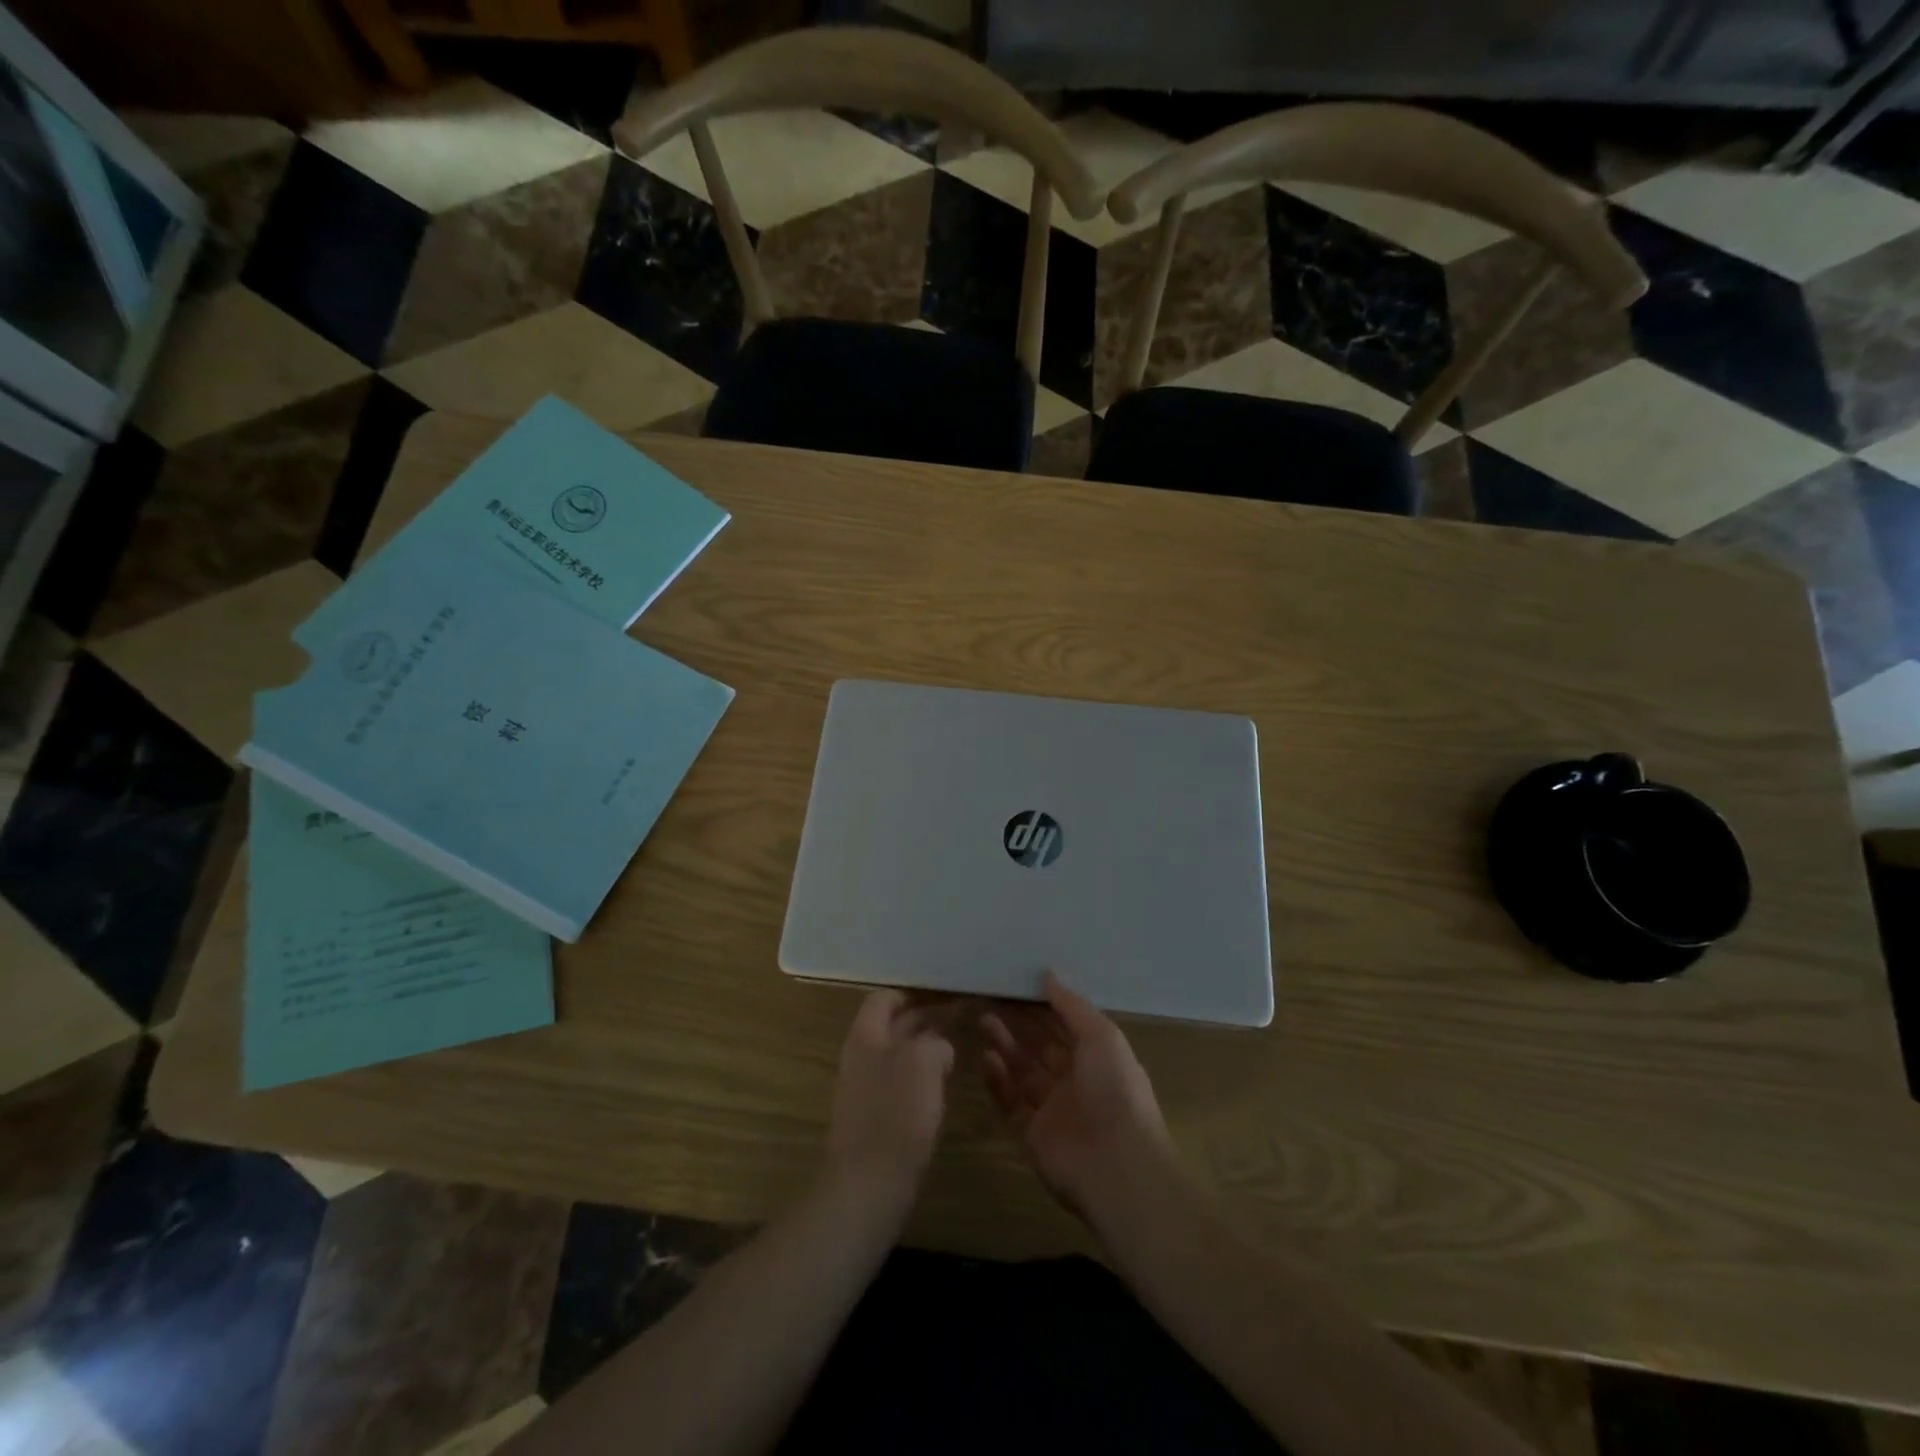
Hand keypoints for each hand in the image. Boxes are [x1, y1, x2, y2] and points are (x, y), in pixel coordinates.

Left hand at [824, 990, 954, 1213]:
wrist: (868, 1185)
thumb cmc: (896, 1114)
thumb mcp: (924, 1062)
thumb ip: (934, 1042)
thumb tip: (939, 1046)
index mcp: (866, 1036)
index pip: (884, 997)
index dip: (912, 992)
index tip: (943, 994)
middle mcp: (860, 1056)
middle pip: (891, 1025)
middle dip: (923, 1019)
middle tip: (959, 1016)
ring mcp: (864, 1089)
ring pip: (897, 1055)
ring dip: (923, 1049)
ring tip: (955, 1048)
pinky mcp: (874, 1118)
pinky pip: (898, 1084)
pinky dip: (919, 1078)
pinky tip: (940, 1086)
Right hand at [980, 973, 1175, 1220]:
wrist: (1116, 1165)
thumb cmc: (1114, 1089)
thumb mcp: (1101, 1036)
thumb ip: (1072, 1005)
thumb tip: (1048, 973)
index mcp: (1098, 1057)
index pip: (1065, 1025)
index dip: (1043, 1005)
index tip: (1017, 983)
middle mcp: (1075, 1080)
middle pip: (1040, 1046)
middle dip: (1019, 1023)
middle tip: (992, 999)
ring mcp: (1053, 1109)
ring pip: (1023, 1071)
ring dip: (1005, 1046)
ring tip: (984, 1021)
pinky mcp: (1032, 1134)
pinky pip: (1011, 1102)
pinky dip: (999, 1080)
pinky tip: (986, 1058)